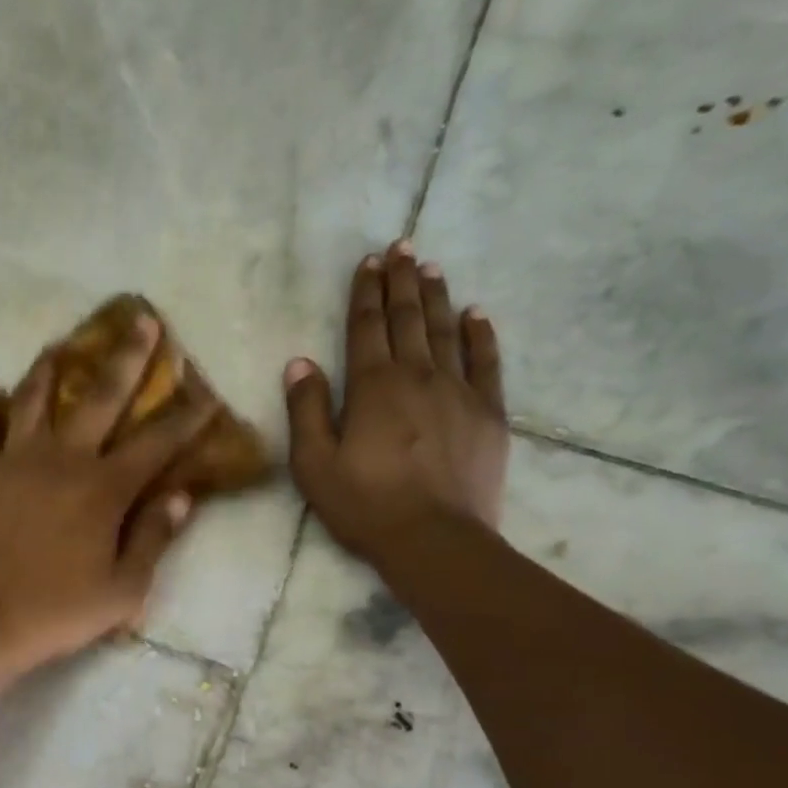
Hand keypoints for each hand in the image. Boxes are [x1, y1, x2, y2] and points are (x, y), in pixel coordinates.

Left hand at [0, 312, 217, 670]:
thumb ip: (153, 538)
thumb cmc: (58, 612)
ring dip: (50, 369)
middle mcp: (61, 460)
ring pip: (33, 399)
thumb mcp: (123, 590)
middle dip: (128, 357)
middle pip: (99, 397)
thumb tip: (181, 497)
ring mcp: (13, 461)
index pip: (156, 443)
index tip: (207, 392)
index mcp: (103, 489)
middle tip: (143, 320)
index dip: (187, 418)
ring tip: (59, 345)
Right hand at [285, 241, 507, 561]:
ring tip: (431, 267)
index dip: (365, 293)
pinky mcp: (488, 412)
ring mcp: (459, 391)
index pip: (366, 327)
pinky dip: (480, 334)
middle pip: (408, 319)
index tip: (368, 262)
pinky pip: (487, 361)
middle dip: (401, 282)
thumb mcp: (314, 465)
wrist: (434, 539)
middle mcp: (417, 376)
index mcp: (372, 387)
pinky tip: (476, 314)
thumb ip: (306, 410)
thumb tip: (299, 362)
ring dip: (436, 297)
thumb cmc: (365, 505)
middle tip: (401, 248)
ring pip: (445, 331)